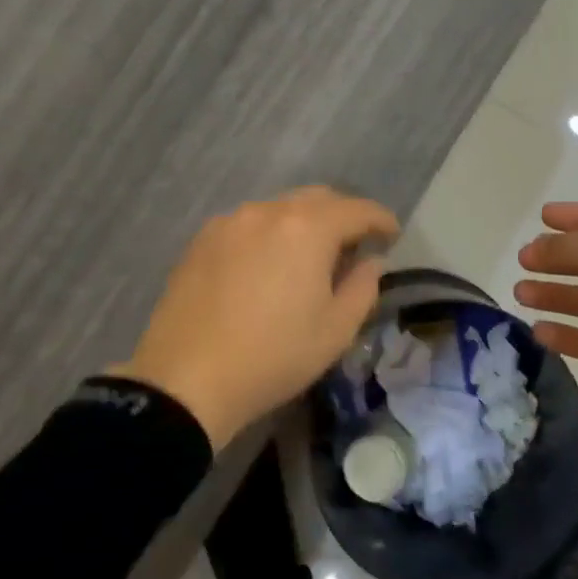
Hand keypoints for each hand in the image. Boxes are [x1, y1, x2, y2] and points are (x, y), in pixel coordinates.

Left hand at [111, 186, 399, 449]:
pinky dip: (269, 233)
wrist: (185, 379)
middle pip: (317, 199)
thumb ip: (363, 288)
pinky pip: (249, 223)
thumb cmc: (273, 356)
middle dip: (342, 215)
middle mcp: (268, 211)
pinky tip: (267, 264)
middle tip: (353, 245)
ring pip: (280, 208)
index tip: (392, 235)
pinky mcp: (201, 239)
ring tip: (308, 256)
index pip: (357, 209)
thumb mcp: (335, 331)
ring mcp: (230, 221)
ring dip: (304, 223)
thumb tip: (370, 262)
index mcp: (308, 228)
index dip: (380, 219)